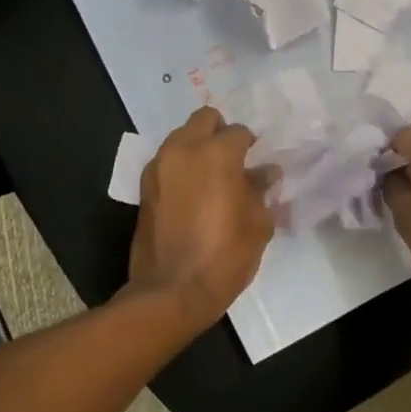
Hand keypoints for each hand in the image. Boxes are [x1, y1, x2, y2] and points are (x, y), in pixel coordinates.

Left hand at [129, 107, 276, 326]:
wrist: (172, 291)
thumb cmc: (225, 255)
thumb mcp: (258, 223)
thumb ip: (261, 189)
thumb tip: (265, 172)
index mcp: (217, 153)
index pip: (239, 132)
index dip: (252, 146)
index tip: (258, 164)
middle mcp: (183, 150)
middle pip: (204, 119)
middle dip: (220, 132)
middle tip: (234, 160)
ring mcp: (158, 168)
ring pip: (181, 138)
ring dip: (198, 148)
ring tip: (212, 178)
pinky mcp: (144, 188)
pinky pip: (167, 162)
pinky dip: (181, 168)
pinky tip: (193, 194)